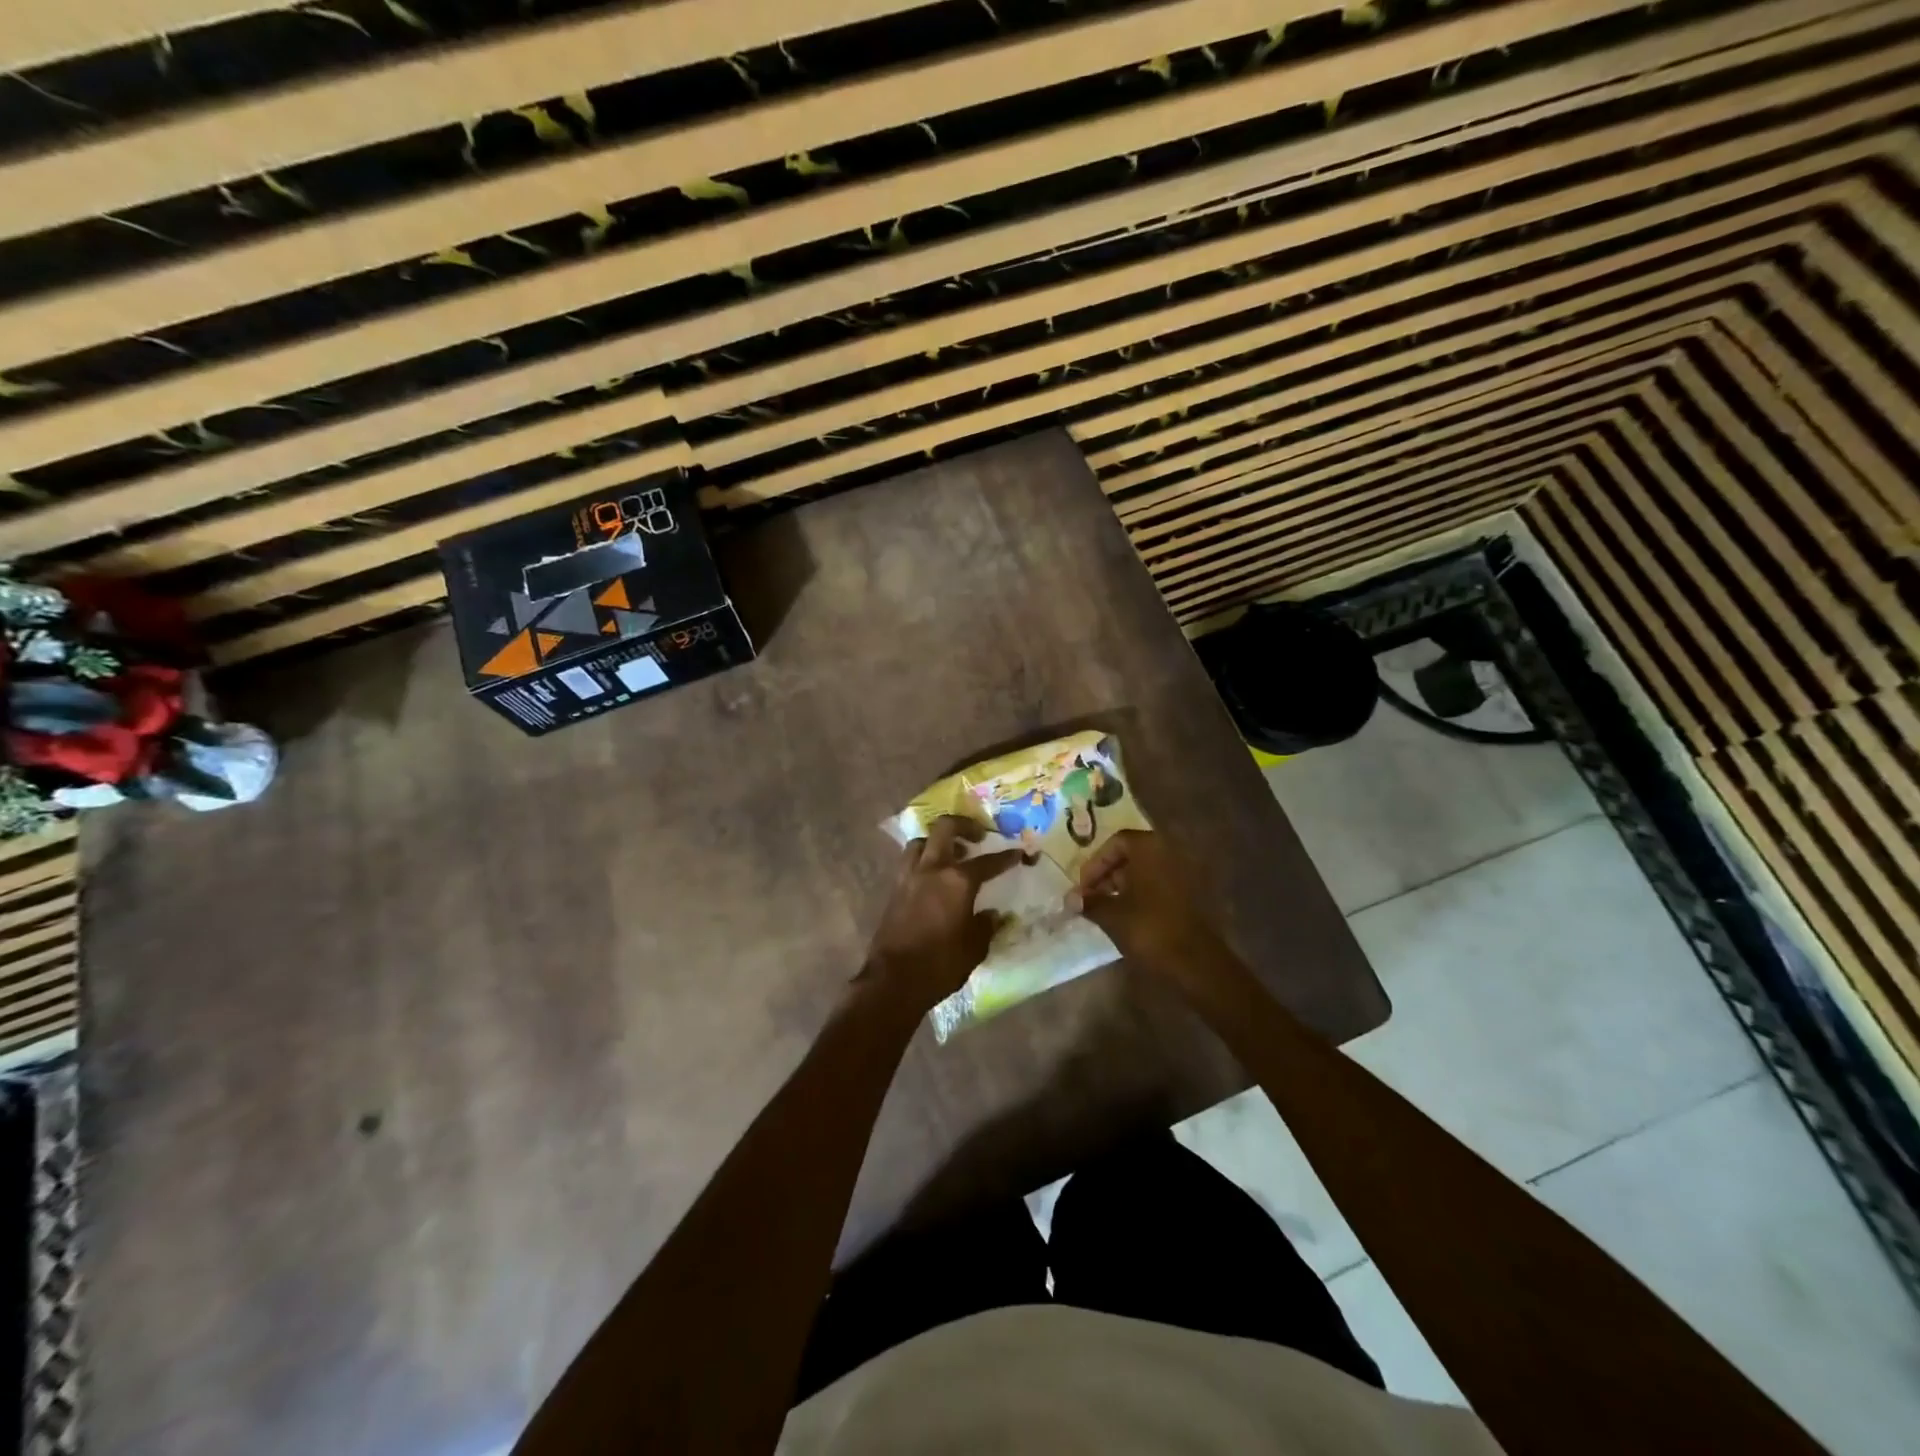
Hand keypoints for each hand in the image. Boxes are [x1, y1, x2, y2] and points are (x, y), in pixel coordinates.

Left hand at [862, 816, 1019, 1012]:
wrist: (893, 981)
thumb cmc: (940, 964)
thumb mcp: (974, 948)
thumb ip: (986, 925)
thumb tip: (993, 914)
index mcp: (957, 881)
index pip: (988, 862)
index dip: (1006, 857)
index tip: (1018, 853)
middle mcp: (932, 869)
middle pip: (945, 828)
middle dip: (964, 826)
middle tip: (978, 837)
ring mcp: (909, 877)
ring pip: (921, 841)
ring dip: (938, 842)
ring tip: (952, 855)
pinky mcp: (894, 890)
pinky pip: (910, 862)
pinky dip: (923, 860)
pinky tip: (933, 877)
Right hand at [1072, 829, 1224, 980]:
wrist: (1196, 963)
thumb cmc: (1149, 929)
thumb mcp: (1112, 915)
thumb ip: (1089, 902)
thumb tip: (1070, 898)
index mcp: (1150, 848)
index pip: (1116, 842)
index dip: (1096, 864)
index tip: (1083, 887)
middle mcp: (1169, 852)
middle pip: (1131, 855)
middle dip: (1107, 875)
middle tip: (1090, 898)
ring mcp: (1184, 873)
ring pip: (1145, 871)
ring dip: (1122, 886)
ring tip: (1104, 910)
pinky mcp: (1191, 894)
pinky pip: (1158, 885)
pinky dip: (1140, 895)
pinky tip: (1126, 917)